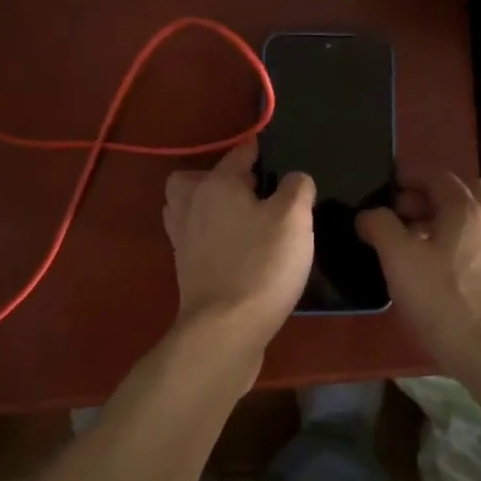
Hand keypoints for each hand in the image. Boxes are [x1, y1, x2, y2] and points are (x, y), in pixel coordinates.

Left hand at [163, 143, 314, 346]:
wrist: (226, 328)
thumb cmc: (262, 264)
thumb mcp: (294, 219)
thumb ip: (297, 188)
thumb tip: (295, 179)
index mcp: (215, 184)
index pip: (239, 154)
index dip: (261, 151)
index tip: (279, 157)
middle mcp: (191, 205)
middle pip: (197, 179)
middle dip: (221, 178)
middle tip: (252, 192)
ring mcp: (183, 239)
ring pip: (189, 208)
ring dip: (210, 207)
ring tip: (243, 219)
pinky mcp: (185, 268)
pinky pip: (195, 238)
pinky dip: (210, 237)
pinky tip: (238, 250)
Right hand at [357, 174, 480, 382]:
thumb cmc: (444, 302)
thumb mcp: (399, 260)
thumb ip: (380, 227)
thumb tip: (370, 214)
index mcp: (465, 210)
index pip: (437, 175)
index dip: (409, 177)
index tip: (386, 188)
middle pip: (461, 192)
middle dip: (429, 197)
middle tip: (400, 216)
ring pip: (472, 221)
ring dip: (443, 222)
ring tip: (414, 246)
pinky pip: (478, 246)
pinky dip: (456, 245)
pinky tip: (437, 273)